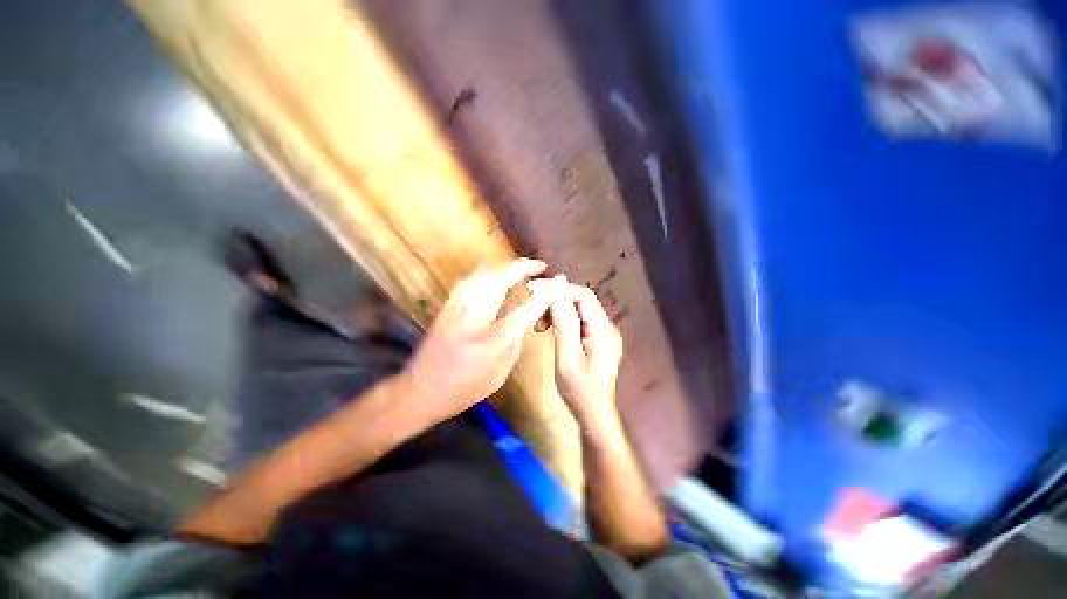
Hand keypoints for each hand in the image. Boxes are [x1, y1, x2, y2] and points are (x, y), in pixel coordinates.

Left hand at [403, 259, 565, 421]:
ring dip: (503, 266)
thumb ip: (515, 342)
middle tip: (537, 265)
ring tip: (518, 267)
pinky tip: (491, 275)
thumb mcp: (501, 372)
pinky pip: (468, 280)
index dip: (545, 292)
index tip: (557, 280)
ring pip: (483, 273)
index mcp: (495, 339)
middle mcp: (476, 316)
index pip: (527, 308)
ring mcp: (457, 308)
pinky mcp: (446, 306)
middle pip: (501, 278)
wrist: (421, 391)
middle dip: (522, 267)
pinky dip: (485, 273)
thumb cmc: (466, 388)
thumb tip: (522, 320)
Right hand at [548, 284, 623, 431]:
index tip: (534, 291)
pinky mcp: (597, 339)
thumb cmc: (579, 391)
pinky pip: (579, 320)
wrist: (594, 415)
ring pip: (578, 309)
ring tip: (540, 326)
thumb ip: (564, 321)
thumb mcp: (567, 356)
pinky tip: (550, 330)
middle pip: (581, 300)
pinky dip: (563, 321)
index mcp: (602, 329)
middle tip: (535, 313)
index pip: (582, 295)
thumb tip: (557, 287)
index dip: (558, 289)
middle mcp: (606, 326)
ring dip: (557, 312)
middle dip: (556, 301)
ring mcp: (603, 332)